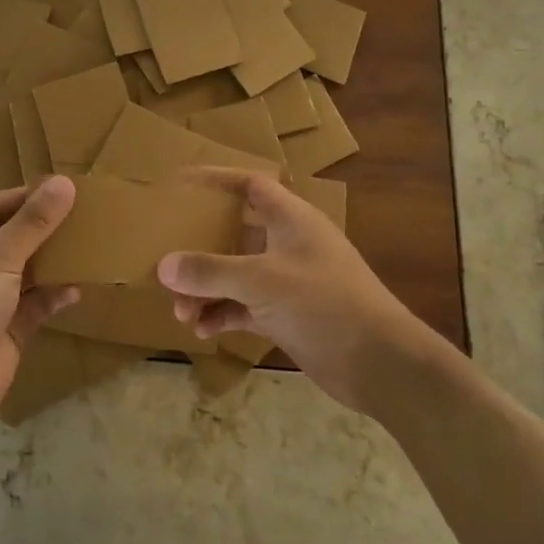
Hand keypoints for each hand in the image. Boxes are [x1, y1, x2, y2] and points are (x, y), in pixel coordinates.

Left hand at [0, 176, 78, 436]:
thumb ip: (33, 222)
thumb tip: (65, 182)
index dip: (23, 198)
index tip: (62, 190)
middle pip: (8, 237)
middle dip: (42, 229)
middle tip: (82, 213)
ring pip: (24, 269)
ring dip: (52, 260)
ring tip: (88, 244)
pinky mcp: (4, 327)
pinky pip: (34, 302)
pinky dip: (54, 294)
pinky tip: (77, 288)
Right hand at [157, 169, 442, 412]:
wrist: (380, 363)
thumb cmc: (324, 303)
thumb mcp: (261, 281)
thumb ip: (210, 271)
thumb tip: (163, 266)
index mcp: (290, 219)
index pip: (249, 185)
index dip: (216, 180)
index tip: (180, 184)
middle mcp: (288, 244)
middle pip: (234, 233)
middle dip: (200, 249)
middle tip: (169, 262)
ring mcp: (288, 281)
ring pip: (236, 275)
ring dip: (207, 290)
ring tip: (180, 312)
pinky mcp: (288, 315)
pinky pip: (244, 307)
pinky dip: (223, 315)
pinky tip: (202, 331)